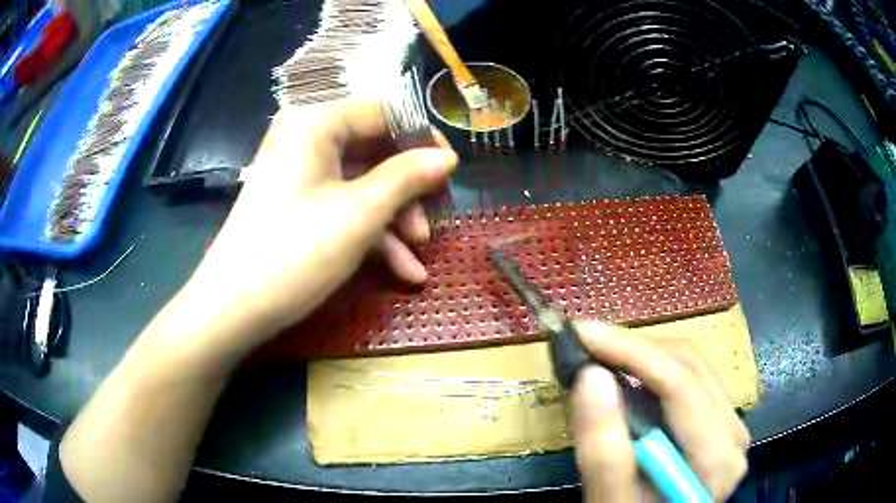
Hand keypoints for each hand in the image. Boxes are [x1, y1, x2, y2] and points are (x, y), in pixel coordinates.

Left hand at [184, 100, 457, 351]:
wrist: (234, 308)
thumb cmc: (296, 252)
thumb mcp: (360, 213)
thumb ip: (408, 177)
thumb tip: (448, 158)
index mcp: (316, 122)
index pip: (384, 111)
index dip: (422, 138)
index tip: (449, 171)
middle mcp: (307, 137)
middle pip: (376, 149)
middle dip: (409, 190)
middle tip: (431, 221)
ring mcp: (301, 172)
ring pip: (363, 182)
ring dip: (395, 218)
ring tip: (418, 254)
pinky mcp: (298, 203)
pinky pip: (343, 204)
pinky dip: (371, 232)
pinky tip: (401, 269)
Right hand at [569, 322, 749, 501]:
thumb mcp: (610, 502)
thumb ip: (604, 453)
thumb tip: (590, 376)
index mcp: (717, 458)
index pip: (681, 386)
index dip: (631, 352)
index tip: (581, 332)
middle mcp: (733, 432)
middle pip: (688, 367)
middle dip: (632, 350)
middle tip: (583, 344)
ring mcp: (729, 424)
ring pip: (688, 366)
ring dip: (640, 358)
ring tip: (598, 357)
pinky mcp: (717, 422)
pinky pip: (687, 379)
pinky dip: (650, 373)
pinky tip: (624, 378)